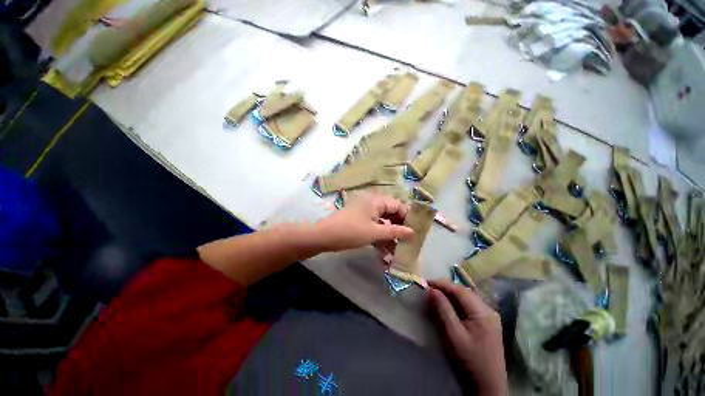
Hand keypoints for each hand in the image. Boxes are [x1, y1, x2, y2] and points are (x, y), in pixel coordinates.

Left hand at [313, 194, 412, 251]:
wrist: (324, 236)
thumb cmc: (351, 231)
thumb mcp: (374, 232)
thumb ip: (394, 231)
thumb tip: (412, 232)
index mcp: (376, 201)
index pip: (398, 205)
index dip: (407, 217)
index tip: (414, 231)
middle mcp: (372, 203)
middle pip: (391, 213)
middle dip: (399, 227)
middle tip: (406, 240)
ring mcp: (365, 212)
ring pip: (383, 221)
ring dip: (390, 234)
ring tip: (397, 248)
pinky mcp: (360, 220)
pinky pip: (375, 226)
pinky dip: (380, 236)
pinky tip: (385, 249)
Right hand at [428, 280, 507, 395]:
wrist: (488, 387)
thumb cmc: (470, 361)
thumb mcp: (453, 335)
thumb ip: (443, 310)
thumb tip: (431, 290)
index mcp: (482, 312)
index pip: (459, 290)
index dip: (441, 284)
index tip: (425, 283)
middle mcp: (488, 309)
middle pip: (464, 291)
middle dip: (445, 288)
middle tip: (428, 289)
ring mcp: (490, 316)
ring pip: (467, 297)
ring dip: (450, 294)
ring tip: (436, 295)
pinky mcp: (488, 323)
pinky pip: (470, 305)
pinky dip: (457, 302)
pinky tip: (449, 306)